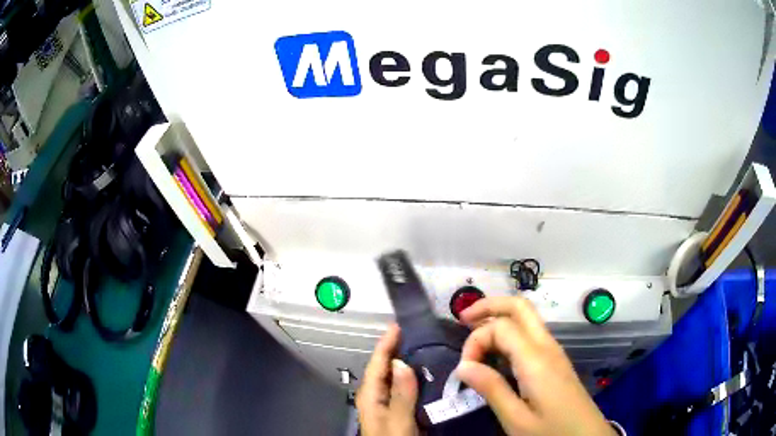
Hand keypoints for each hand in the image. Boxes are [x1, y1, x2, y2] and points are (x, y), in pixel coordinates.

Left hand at [356, 324, 419, 435]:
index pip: (377, 363)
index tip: (400, 323)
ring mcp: (389, 404)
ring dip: (409, 362)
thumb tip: (401, 362)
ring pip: (397, 377)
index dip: (387, 343)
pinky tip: (431, 375)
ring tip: (429, 347)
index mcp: (371, 396)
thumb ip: (399, 395)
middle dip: (399, 349)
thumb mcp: (397, 423)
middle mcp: (377, 397)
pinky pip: (407, 388)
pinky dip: (416, 378)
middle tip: (421, 332)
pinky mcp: (400, 411)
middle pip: (386, 367)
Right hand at [456, 296, 616, 435]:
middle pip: (520, 307)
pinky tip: (497, 352)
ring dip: (499, 318)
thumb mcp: (516, 419)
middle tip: (462, 318)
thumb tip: (463, 366)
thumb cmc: (551, 430)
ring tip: (474, 334)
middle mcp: (546, 346)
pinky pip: (530, 334)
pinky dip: (509, 332)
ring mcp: (553, 352)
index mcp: (536, 359)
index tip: (464, 370)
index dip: (476, 341)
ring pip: (526, 318)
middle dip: (489, 305)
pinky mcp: (555, 361)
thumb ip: (491, 389)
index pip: (501, 327)